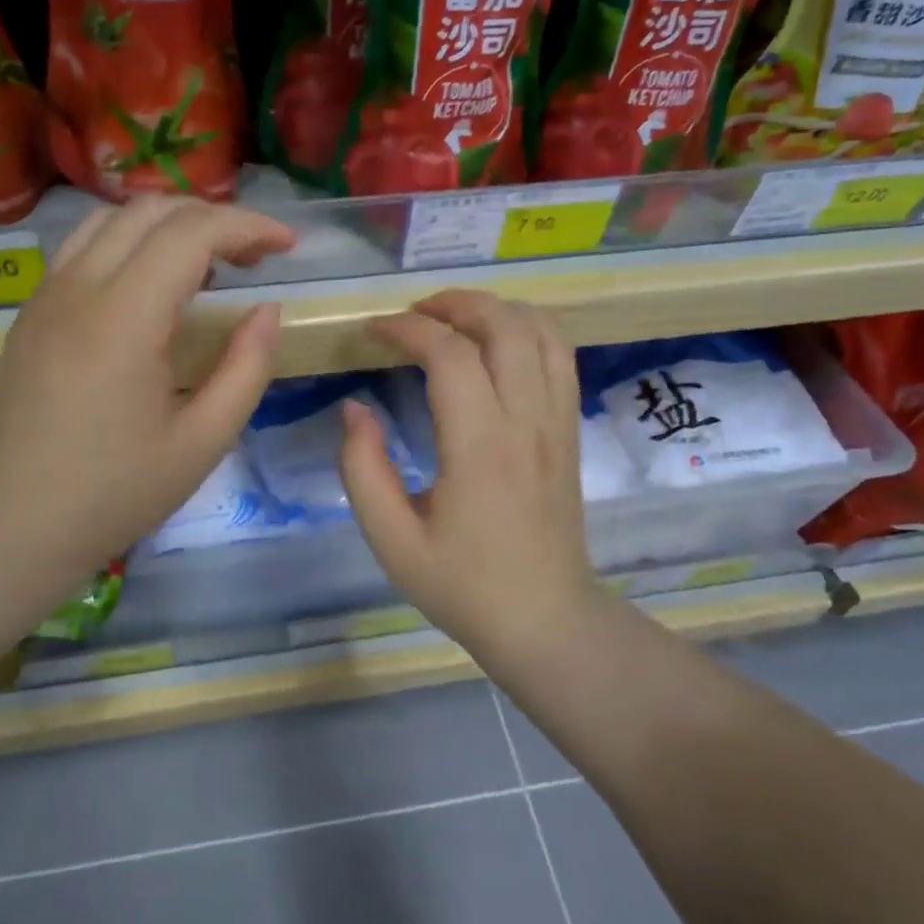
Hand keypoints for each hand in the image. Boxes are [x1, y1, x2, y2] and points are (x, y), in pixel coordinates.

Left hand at [0, 196, 294, 598]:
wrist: (10, 527)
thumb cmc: (113, 495)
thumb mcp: (202, 442)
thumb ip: (246, 369)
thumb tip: (267, 310)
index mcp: (123, 318)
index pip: (191, 233)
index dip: (248, 226)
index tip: (287, 247)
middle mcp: (77, 289)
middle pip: (151, 210)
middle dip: (213, 217)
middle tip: (255, 256)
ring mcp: (45, 297)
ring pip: (111, 219)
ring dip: (168, 224)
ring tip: (208, 265)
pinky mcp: (30, 314)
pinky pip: (83, 248)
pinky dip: (129, 243)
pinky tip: (153, 287)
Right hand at [339, 290, 596, 652]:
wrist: (545, 619)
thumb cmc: (462, 585)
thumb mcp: (391, 540)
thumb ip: (362, 469)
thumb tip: (354, 409)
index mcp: (479, 448)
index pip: (449, 354)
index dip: (407, 329)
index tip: (373, 331)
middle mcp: (526, 422)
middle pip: (504, 325)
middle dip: (454, 303)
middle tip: (413, 314)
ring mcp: (556, 423)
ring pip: (541, 332)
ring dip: (496, 310)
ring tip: (454, 318)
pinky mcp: (569, 431)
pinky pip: (561, 357)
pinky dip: (529, 329)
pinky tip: (498, 340)